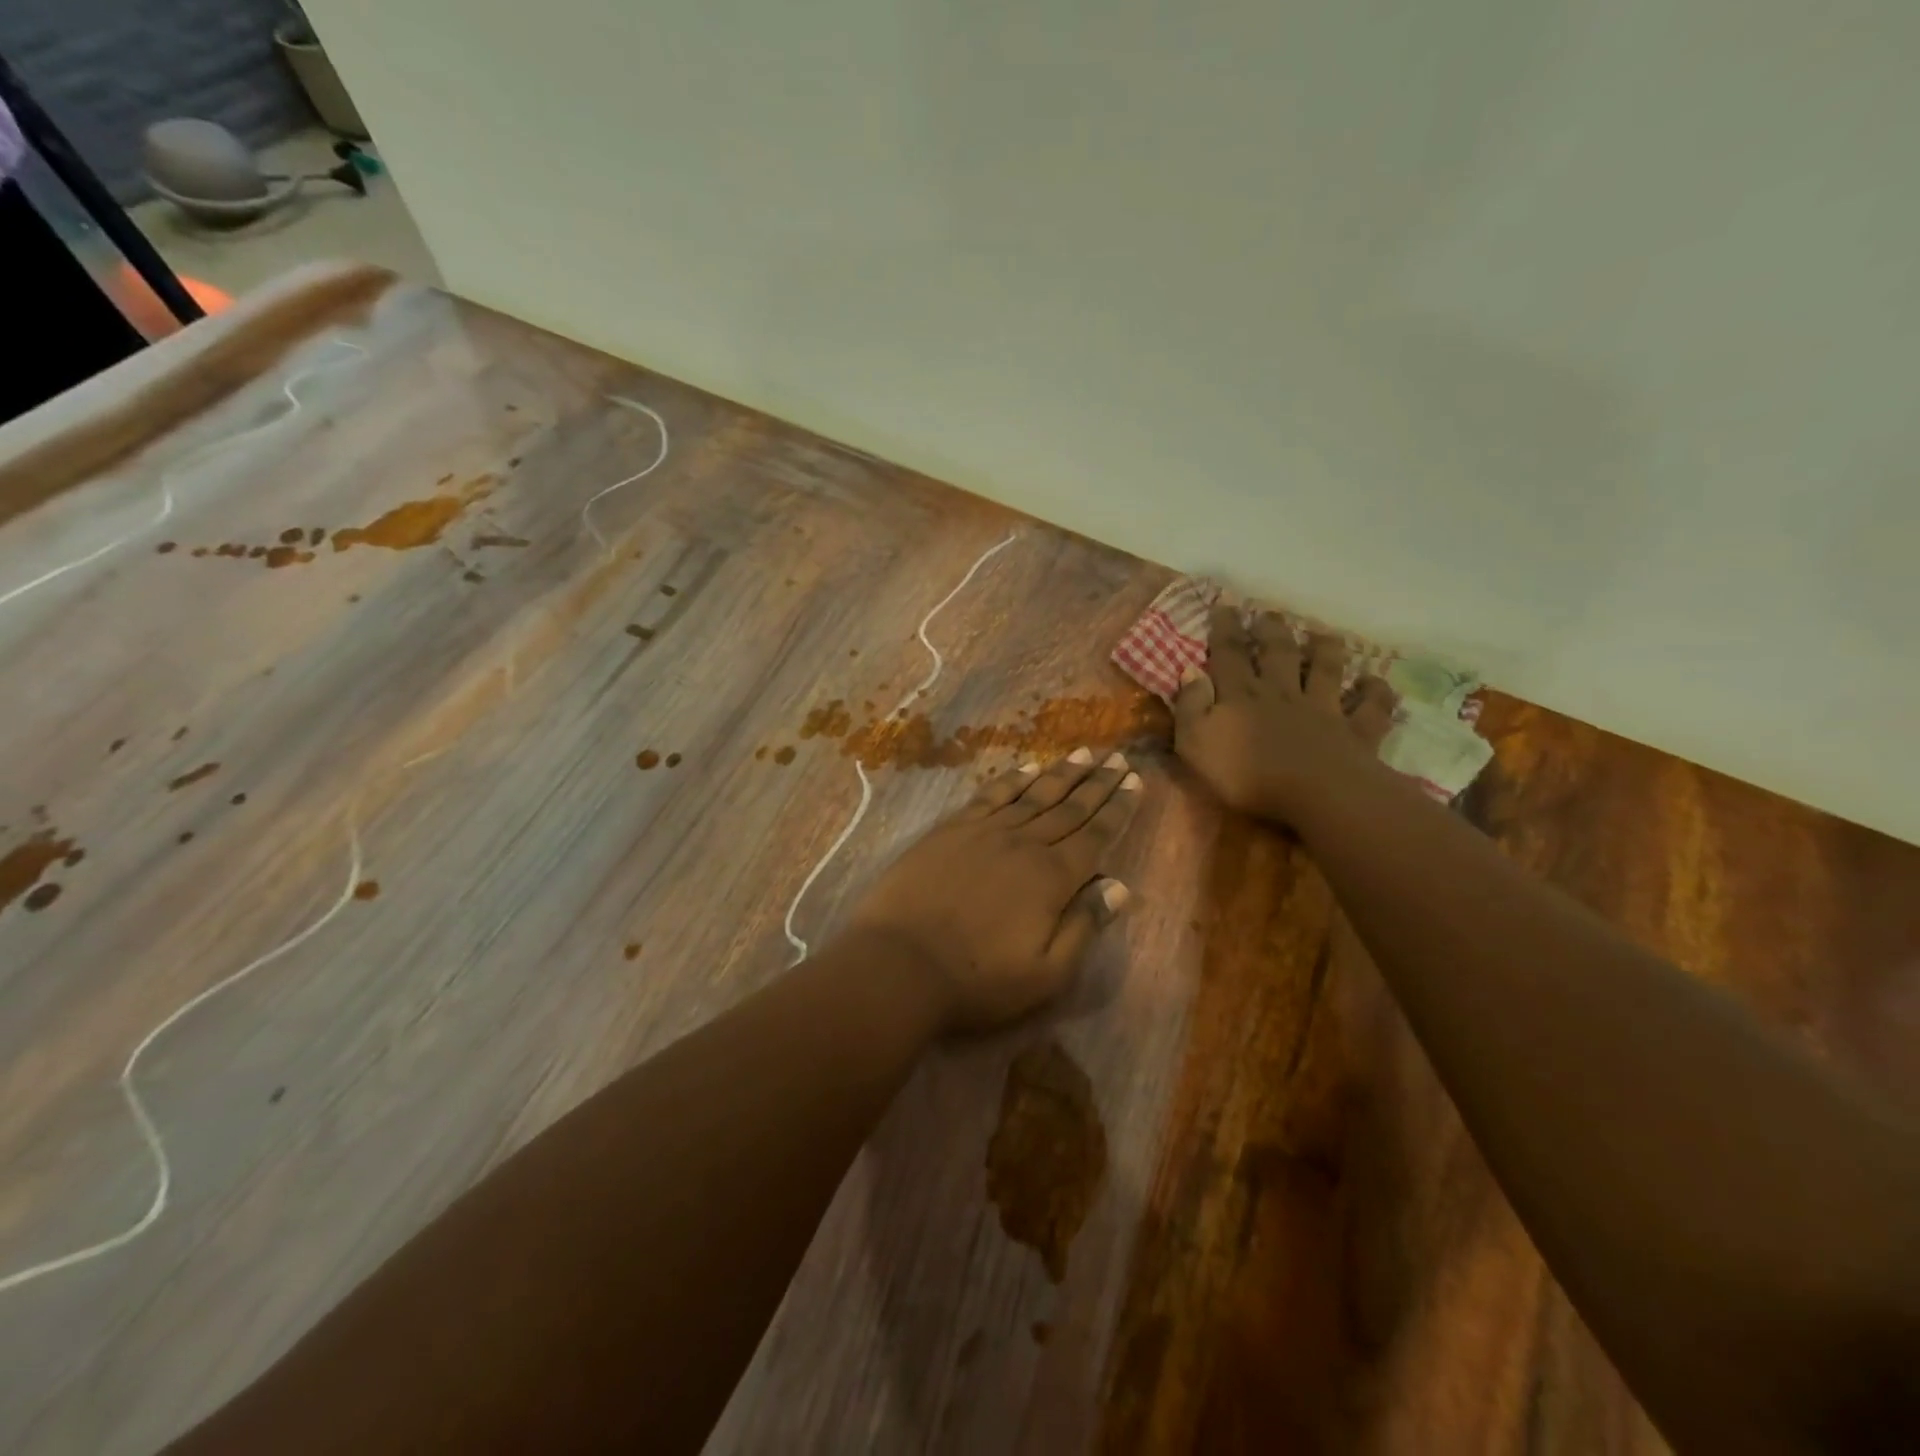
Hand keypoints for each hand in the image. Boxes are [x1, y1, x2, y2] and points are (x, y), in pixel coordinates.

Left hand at [844, 750, 1142, 1033]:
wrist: (900, 963)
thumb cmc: (978, 980)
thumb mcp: (1046, 972)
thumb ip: (1084, 926)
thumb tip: (1119, 886)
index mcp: (1052, 878)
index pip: (1095, 834)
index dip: (1117, 808)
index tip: (1134, 782)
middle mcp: (1023, 843)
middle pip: (1068, 807)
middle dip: (1097, 782)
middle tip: (1118, 758)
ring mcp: (984, 831)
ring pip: (1033, 794)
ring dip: (1061, 773)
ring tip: (1083, 753)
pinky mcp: (950, 830)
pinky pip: (990, 795)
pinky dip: (1012, 779)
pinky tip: (1027, 767)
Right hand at [1174, 604, 1398, 821]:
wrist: (1313, 795)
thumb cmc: (1244, 775)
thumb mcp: (1195, 743)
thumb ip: (1191, 706)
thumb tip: (1191, 671)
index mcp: (1241, 695)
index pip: (1229, 654)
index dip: (1225, 628)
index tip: (1225, 605)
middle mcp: (1282, 693)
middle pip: (1278, 654)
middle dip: (1272, 632)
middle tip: (1270, 614)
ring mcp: (1322, 710)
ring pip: (1326, 671)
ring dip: (1325, 651)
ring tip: (1324, 634)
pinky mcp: (1355, 733)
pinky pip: (1369, 708)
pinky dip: (1375, 693)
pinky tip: (1375, 682)